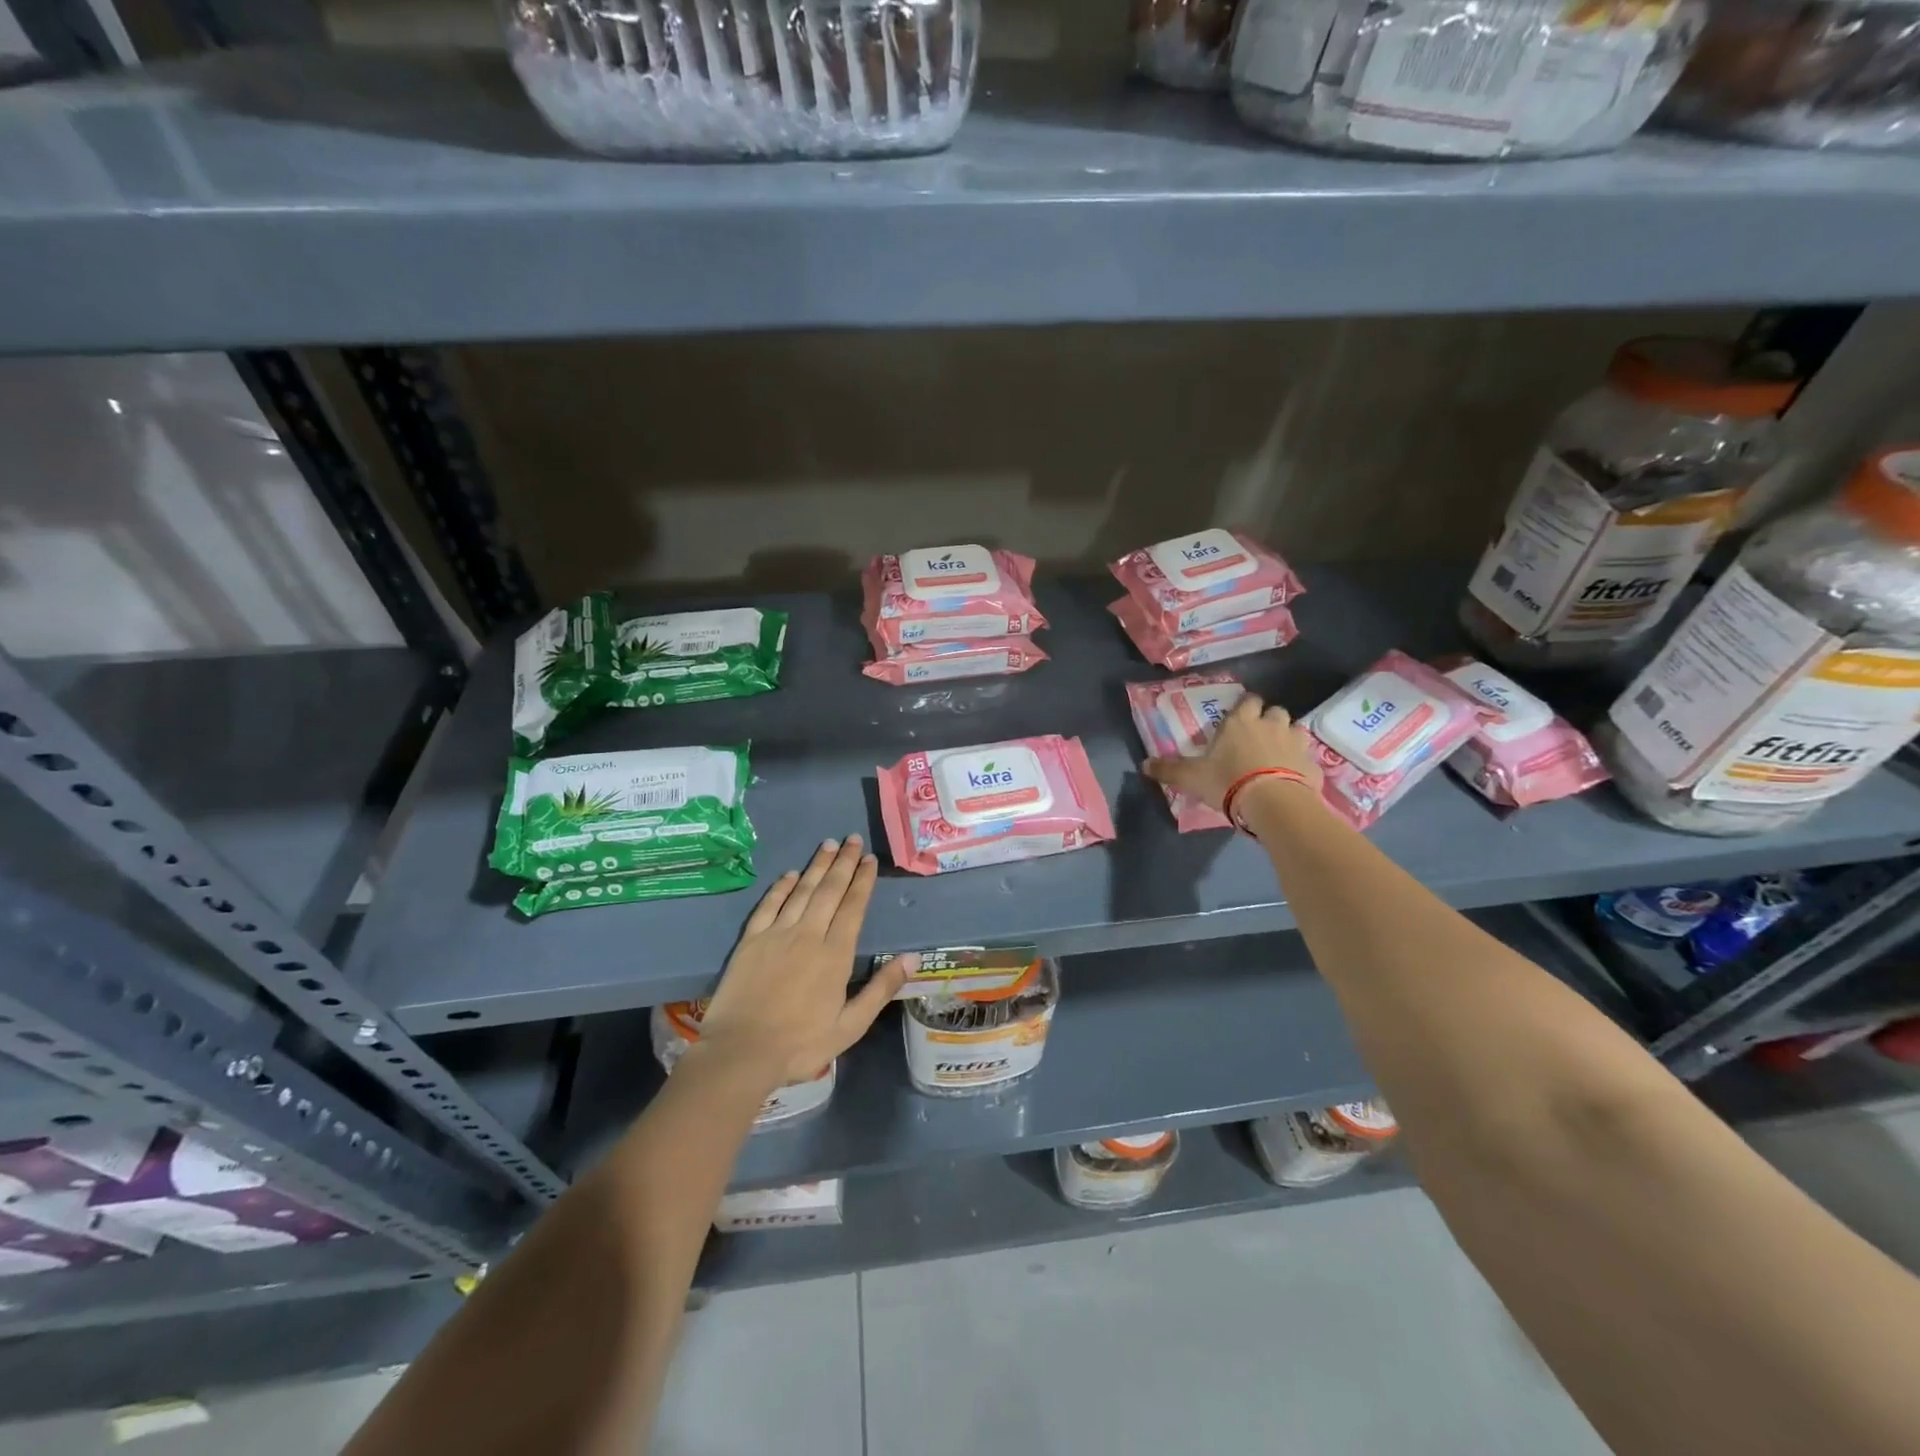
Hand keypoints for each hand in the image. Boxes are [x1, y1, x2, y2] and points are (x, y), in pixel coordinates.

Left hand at [695, 836, 908, 1089]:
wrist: (741, 1052)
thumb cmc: (801, 1044)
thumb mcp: (851, 1025)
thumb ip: (881, 988)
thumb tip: (912, 958)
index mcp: (836, 954)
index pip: (853, 907)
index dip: (862, 881)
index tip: (869, 859)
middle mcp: (809, 934)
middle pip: (829, 890)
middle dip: (843, 863)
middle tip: (852, 839)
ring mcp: (777, 934)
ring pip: (801, 891)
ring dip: (816, 866)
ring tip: (828, 844)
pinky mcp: (751, 941)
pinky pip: (769, 905)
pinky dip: (781, 887)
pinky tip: (790, 874)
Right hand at [1142, 692, 1322, 812]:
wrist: (1273, 803)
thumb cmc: (1228, 781)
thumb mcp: (1192, 778)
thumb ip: (1169, 770)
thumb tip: (1143, 765)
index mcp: (1241, 722)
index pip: (1248, 701)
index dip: (1246, 707)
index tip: (1239, 718)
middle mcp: (1271, 725)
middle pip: (1275, 711)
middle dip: (1269, 720)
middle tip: (1258, 737)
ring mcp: (1295, 744)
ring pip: (1295, 730)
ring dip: (1288, 738)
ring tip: (1277, 755)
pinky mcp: (1313, 765)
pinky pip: (1308, 759)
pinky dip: (1301, 765)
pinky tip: (1293, 778)